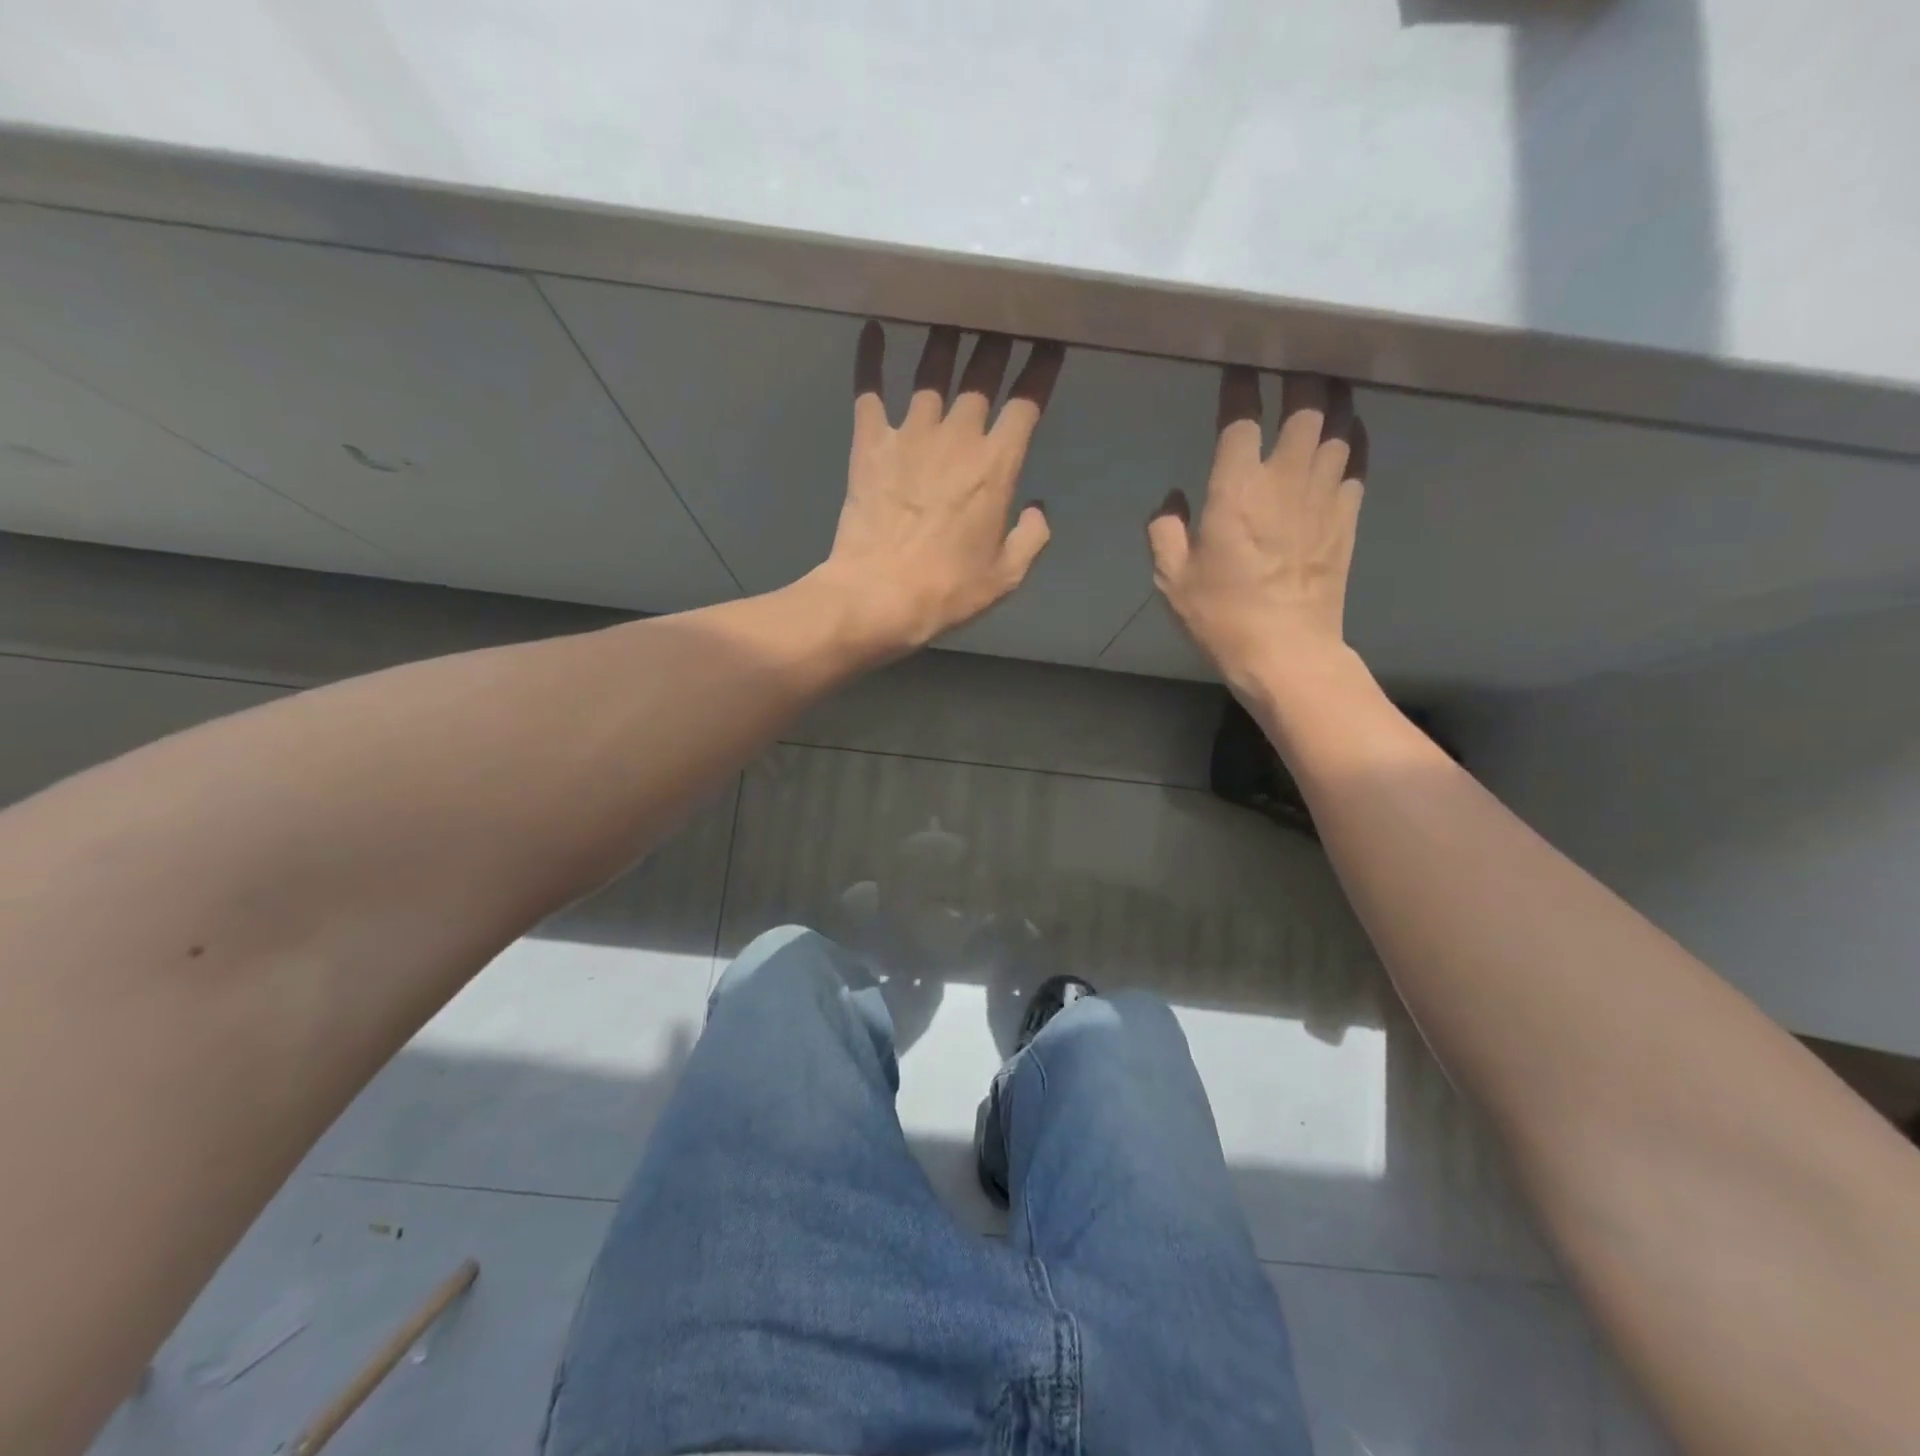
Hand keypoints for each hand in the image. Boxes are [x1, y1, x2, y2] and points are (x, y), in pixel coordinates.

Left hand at [812, 323, 1063, 654]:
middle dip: (998, 342)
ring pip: (932, 370)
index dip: (1041, 369)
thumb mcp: (1006, 576)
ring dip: (945, 339)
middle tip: (1003, 318)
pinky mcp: (870, 442)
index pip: (1027, 402)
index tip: (1050, 344)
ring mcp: (910, 434)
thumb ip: (1031, 537)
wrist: (878, 596)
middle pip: (982, 373)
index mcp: (997, 466)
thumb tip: (1039, 509)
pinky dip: (871, 356)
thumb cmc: (947, 591)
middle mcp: (958, 437)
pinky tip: (872, 327)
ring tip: (952, 315)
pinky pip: (869, 388)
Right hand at [1149, 368, 1367, 692]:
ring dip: (1332, 396)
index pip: (1241, 417)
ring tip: (1324, 379)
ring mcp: (1323, 495)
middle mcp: (1284, 479)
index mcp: (1236, 490)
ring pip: (1338, 423)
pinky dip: (1354, 435)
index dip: (1239, 385)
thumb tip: (1173, 497)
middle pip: (1305, 404)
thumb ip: (1164, 529)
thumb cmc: (1221, 615)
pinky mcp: (1347, 515)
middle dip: (1300, 372)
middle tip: (1292, 356)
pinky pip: (1358, 459)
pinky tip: (1348, 427)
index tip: (1236, 367)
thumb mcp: (1171, 578)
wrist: (1285, 651)